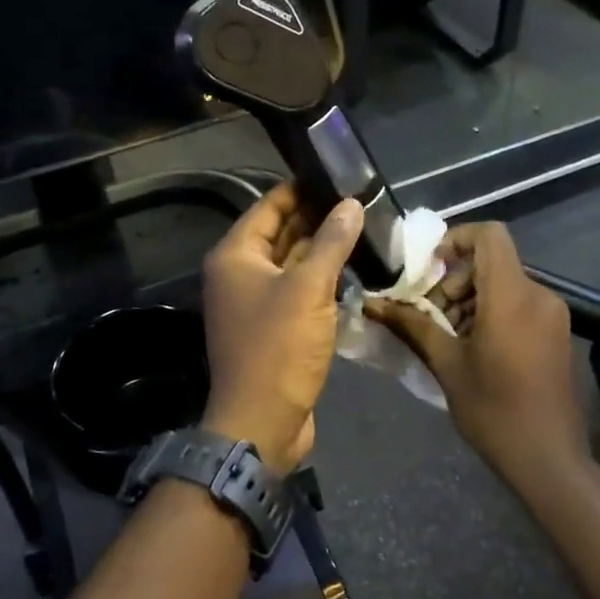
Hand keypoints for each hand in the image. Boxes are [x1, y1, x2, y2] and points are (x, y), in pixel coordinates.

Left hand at [201, 183, 362, 474]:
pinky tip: (353, 270)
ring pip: (292, 264)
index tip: (338, 176)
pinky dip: (321, 280)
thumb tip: (351, 204)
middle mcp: (240, 274)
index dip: (301, 190)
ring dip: (322, 250)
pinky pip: (298, 292)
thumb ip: (331, 243)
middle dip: (317, 218)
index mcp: (236, 256)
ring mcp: (256, 303)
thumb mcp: (309, 289)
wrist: (262, 422)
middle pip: (281, 234)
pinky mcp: (274, 328)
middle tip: (360, 202)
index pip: (268, 207)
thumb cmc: (278, 349)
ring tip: (364, 229)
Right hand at [366, 222, 587, 482]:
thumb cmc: (494, 410)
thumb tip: (372, 304)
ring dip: (471, 300)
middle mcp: (539, 295)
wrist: (549, 458)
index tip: (429, 270)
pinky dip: (492, 313)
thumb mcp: (446, 365)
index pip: (489, 235)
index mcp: (512, 296)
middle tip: (430, 317)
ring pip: (504, 285)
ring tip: (448, 337)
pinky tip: (474, 348)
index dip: (456, 239)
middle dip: (455, 281)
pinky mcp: (557, 333)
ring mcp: (553, 315)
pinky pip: (519, 304)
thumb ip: (412, 326)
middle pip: (492, 262)